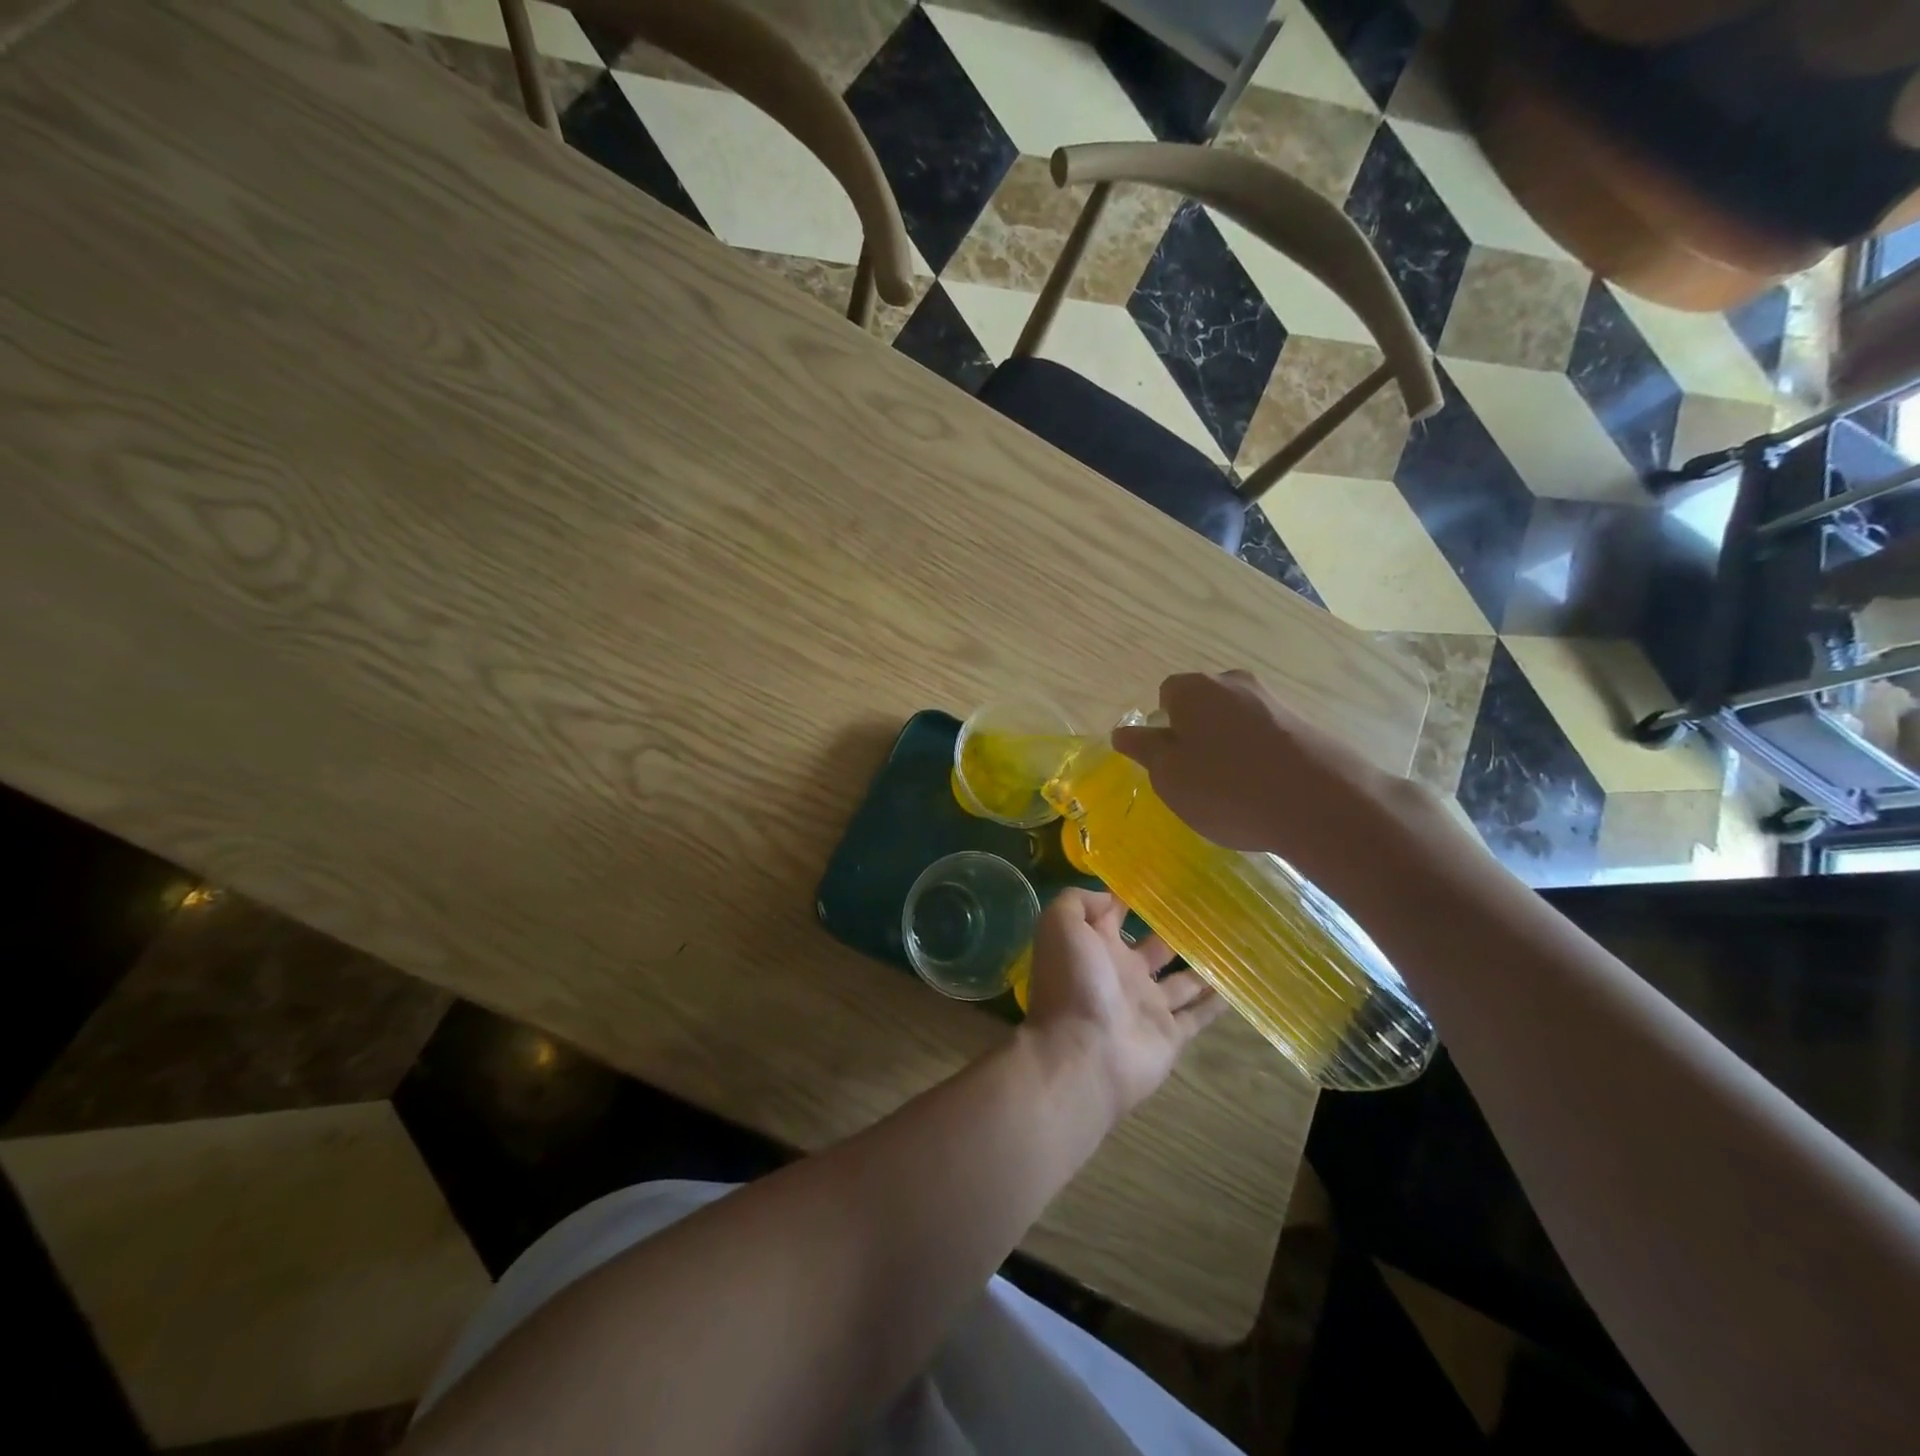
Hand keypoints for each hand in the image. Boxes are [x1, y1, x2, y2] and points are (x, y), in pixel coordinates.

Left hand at [1021, 889, 1224, 1122]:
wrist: (1083, 1055)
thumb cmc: (1071, 983)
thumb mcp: (1060, 926)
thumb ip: (1078, 903)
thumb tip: (1109, 897)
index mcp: (1094, 946)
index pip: (1112, 915)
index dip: (1130, 896)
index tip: (1160, 876)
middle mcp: (1121, 973)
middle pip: (1153, 946)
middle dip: (1174, 929)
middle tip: (1209, 908)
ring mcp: (1147, 1005)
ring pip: (1181, 980)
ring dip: (1203, 964)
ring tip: (1233, 941)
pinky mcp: (1170, 1035)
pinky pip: (1198, 1015)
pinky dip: (1217, 1002)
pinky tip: (1240, 984)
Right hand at [1110, 670, 1447, 877]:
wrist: (1322, 804)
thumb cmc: (1227, 788)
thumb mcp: (1169, 776)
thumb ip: (1145, 750)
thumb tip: (1124, 731)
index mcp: (1194, 688)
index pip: (1166, 695)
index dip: (1163, 728)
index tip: (1171, 761)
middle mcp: (1234, 683)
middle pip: (1203, 704)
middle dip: (1196, 733)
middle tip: (1198, 777)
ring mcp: (1275, 701)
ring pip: (1236, 720)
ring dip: (1229, 746)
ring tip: (1235, 789)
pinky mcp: (1306, 724)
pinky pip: (1267, 736)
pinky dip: (1260, 757)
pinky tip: (1266, 790)